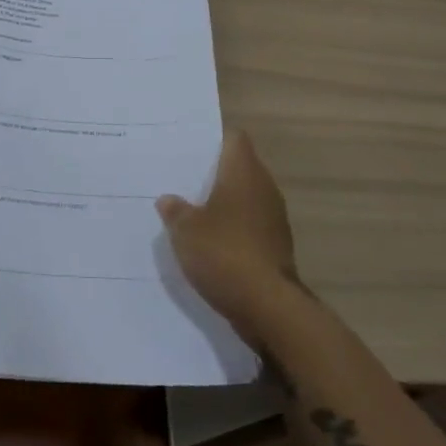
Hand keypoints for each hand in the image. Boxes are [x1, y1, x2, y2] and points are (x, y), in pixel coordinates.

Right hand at [158, 131, 298, 335]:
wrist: (268, 307)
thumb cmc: (224, 253)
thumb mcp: (185, 230)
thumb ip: (175, 210)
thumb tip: (168, 199)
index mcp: (244, 172)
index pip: (234, 139)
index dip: (214, 140)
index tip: (190, 148)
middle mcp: (264, 188)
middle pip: (240, 168)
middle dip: (214, 173)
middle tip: (182, 178)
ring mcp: (274, 218)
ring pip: (245, 198)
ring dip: (224, 203)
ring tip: (192, 210)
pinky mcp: (277, 247)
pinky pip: (250, 226)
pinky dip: (233, 229)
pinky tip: (211, 242)